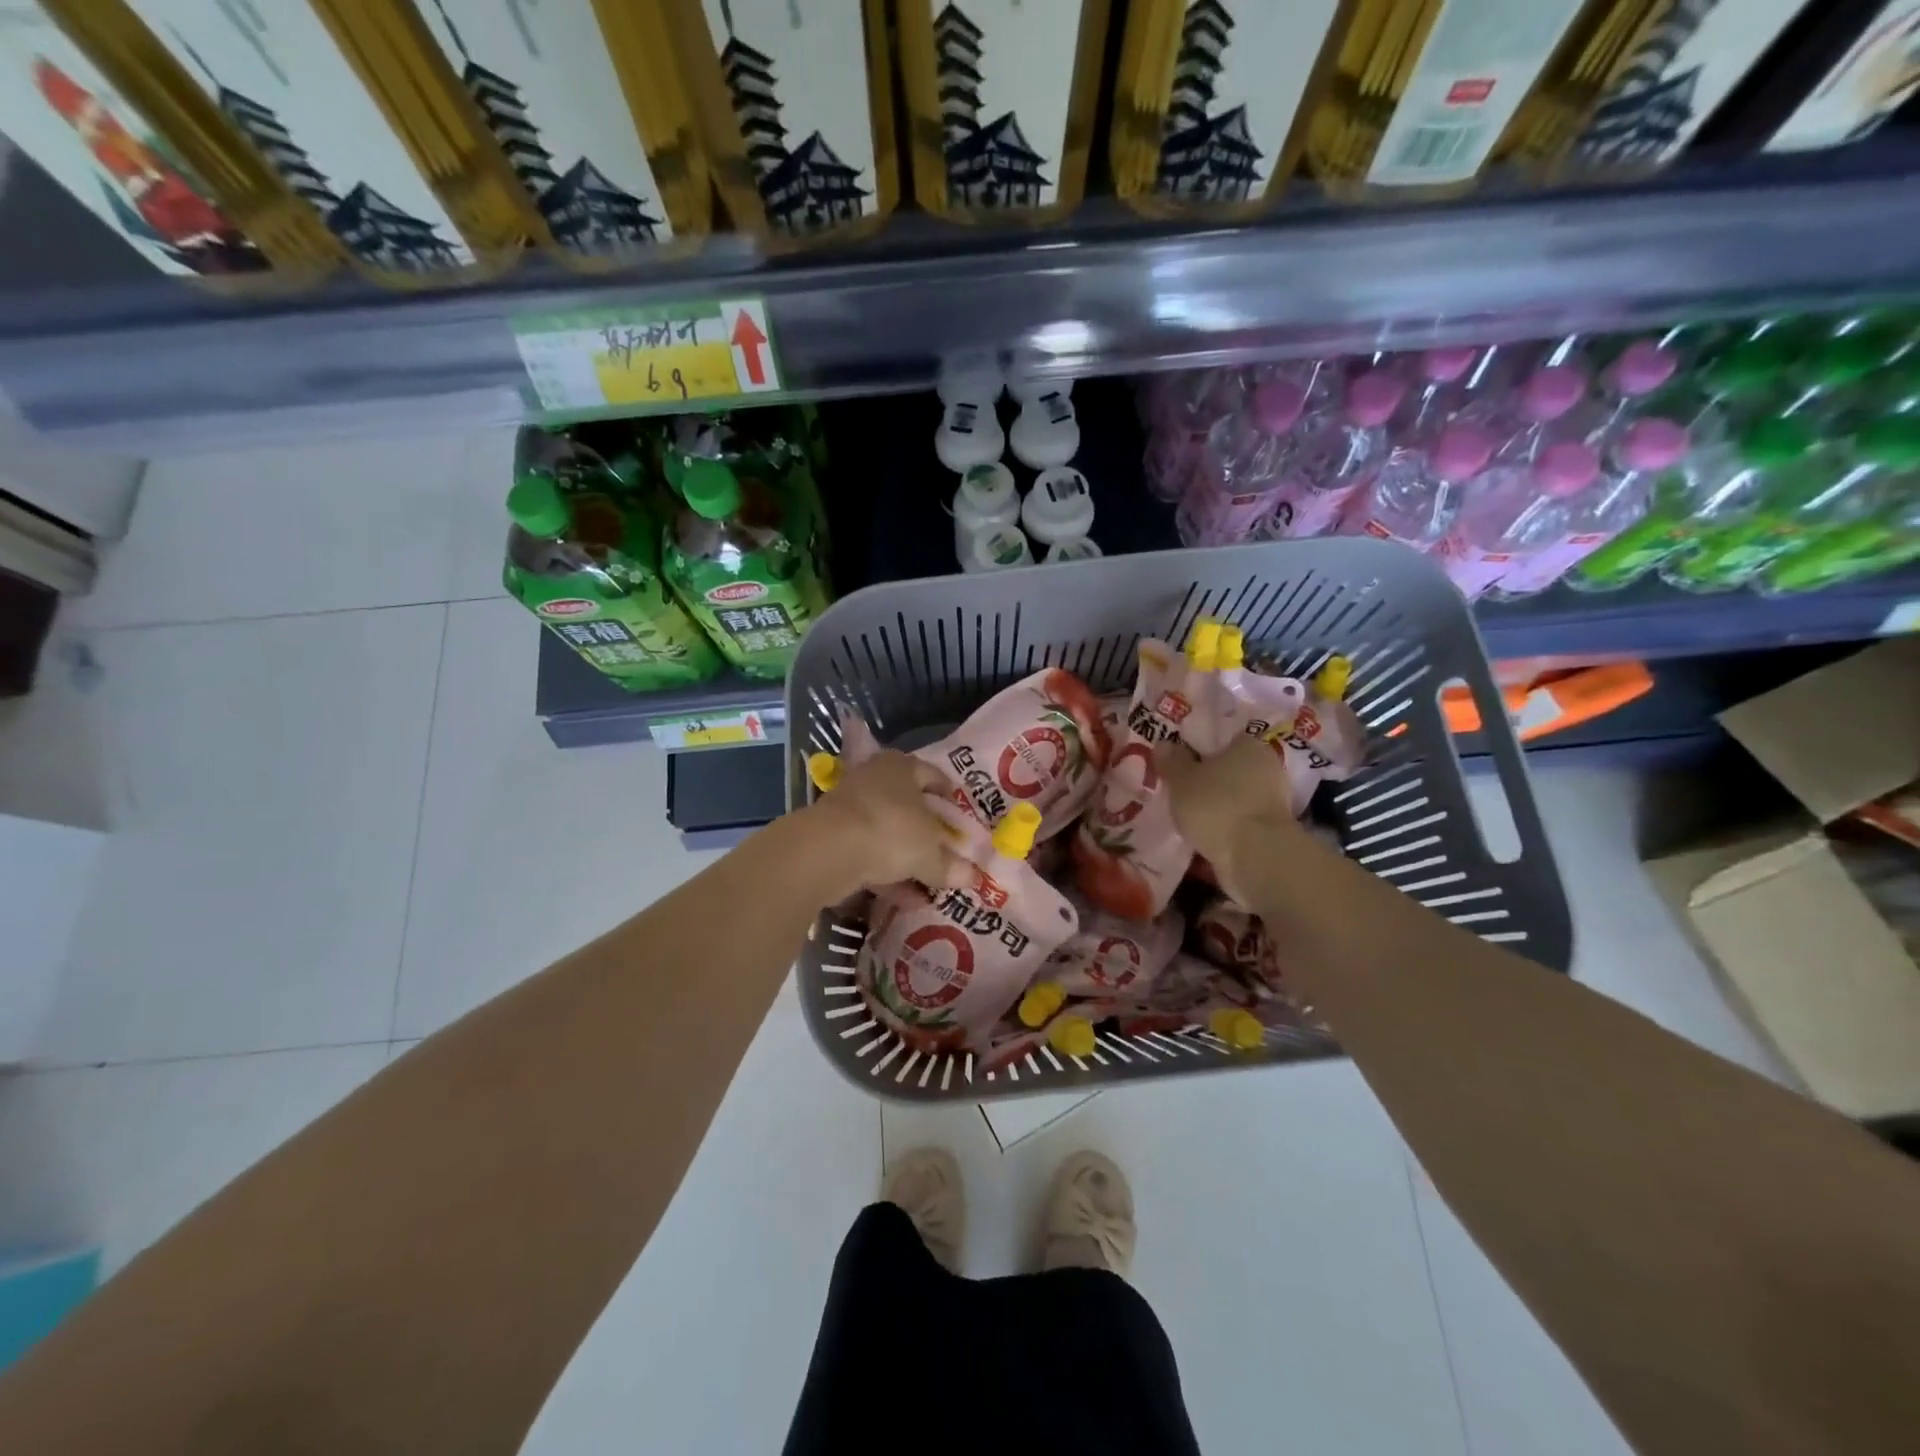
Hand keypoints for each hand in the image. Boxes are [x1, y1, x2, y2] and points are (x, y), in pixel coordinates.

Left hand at [803, 750, 966, 894]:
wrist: (828, 850)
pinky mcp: (832, 835)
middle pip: (907, 805)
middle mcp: (874, 778)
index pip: (932, 775)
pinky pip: (867, 853)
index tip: (960, 817)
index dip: (949, 796)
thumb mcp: (930, 852)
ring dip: (906, 858)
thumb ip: (951, 865)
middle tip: (945, 853)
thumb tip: (973, 877)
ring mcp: (849, 806)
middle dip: (926, 833)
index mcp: (901, 767)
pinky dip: (885, 873)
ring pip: (886, 832)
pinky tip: (904, 899)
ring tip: (928, 885)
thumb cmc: (892, 831)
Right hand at [1158, 737, 1301, 903]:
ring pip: (1236, 797)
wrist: (1256, 855)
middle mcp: (1267, 768)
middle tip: (1180, 791)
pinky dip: (1225, 827)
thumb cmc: (1216, 805)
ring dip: (1217, 806)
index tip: (1180, 764)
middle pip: (1231, 769)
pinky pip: (1241, 821)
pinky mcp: (1272, 831)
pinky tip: (1205, 835)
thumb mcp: (1182, 780)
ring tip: (1187, 817)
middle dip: (1209, 780)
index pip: (1223, 740)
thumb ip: (1172, 762)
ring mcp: (1274, 801)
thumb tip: (1164, 744)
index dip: (1200, 750)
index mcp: (1249, 745)